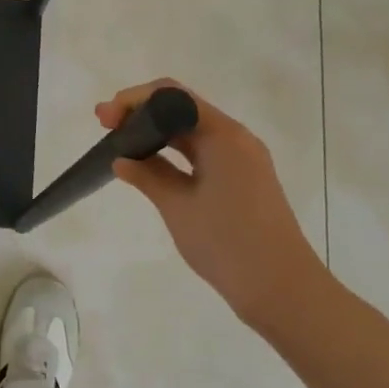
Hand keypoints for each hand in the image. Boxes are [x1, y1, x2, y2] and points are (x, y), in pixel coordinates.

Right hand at [99, 79, 328, 333]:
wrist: (283, 291)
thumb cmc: (228, 243)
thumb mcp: (178, 207)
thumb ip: (148, 176)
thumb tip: (121, 159)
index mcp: (223, 135)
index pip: (172, 96)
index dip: (134, 101)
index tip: (105, 119)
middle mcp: (236, 138)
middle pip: (182, 108)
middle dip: (141, 113)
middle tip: (105, 127)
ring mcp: (242, 159)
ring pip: (192, 131)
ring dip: (157, 133)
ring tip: (121, 145)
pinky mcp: (244, 180)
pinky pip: (203, 152)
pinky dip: (175, 153)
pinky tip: (151, 166)